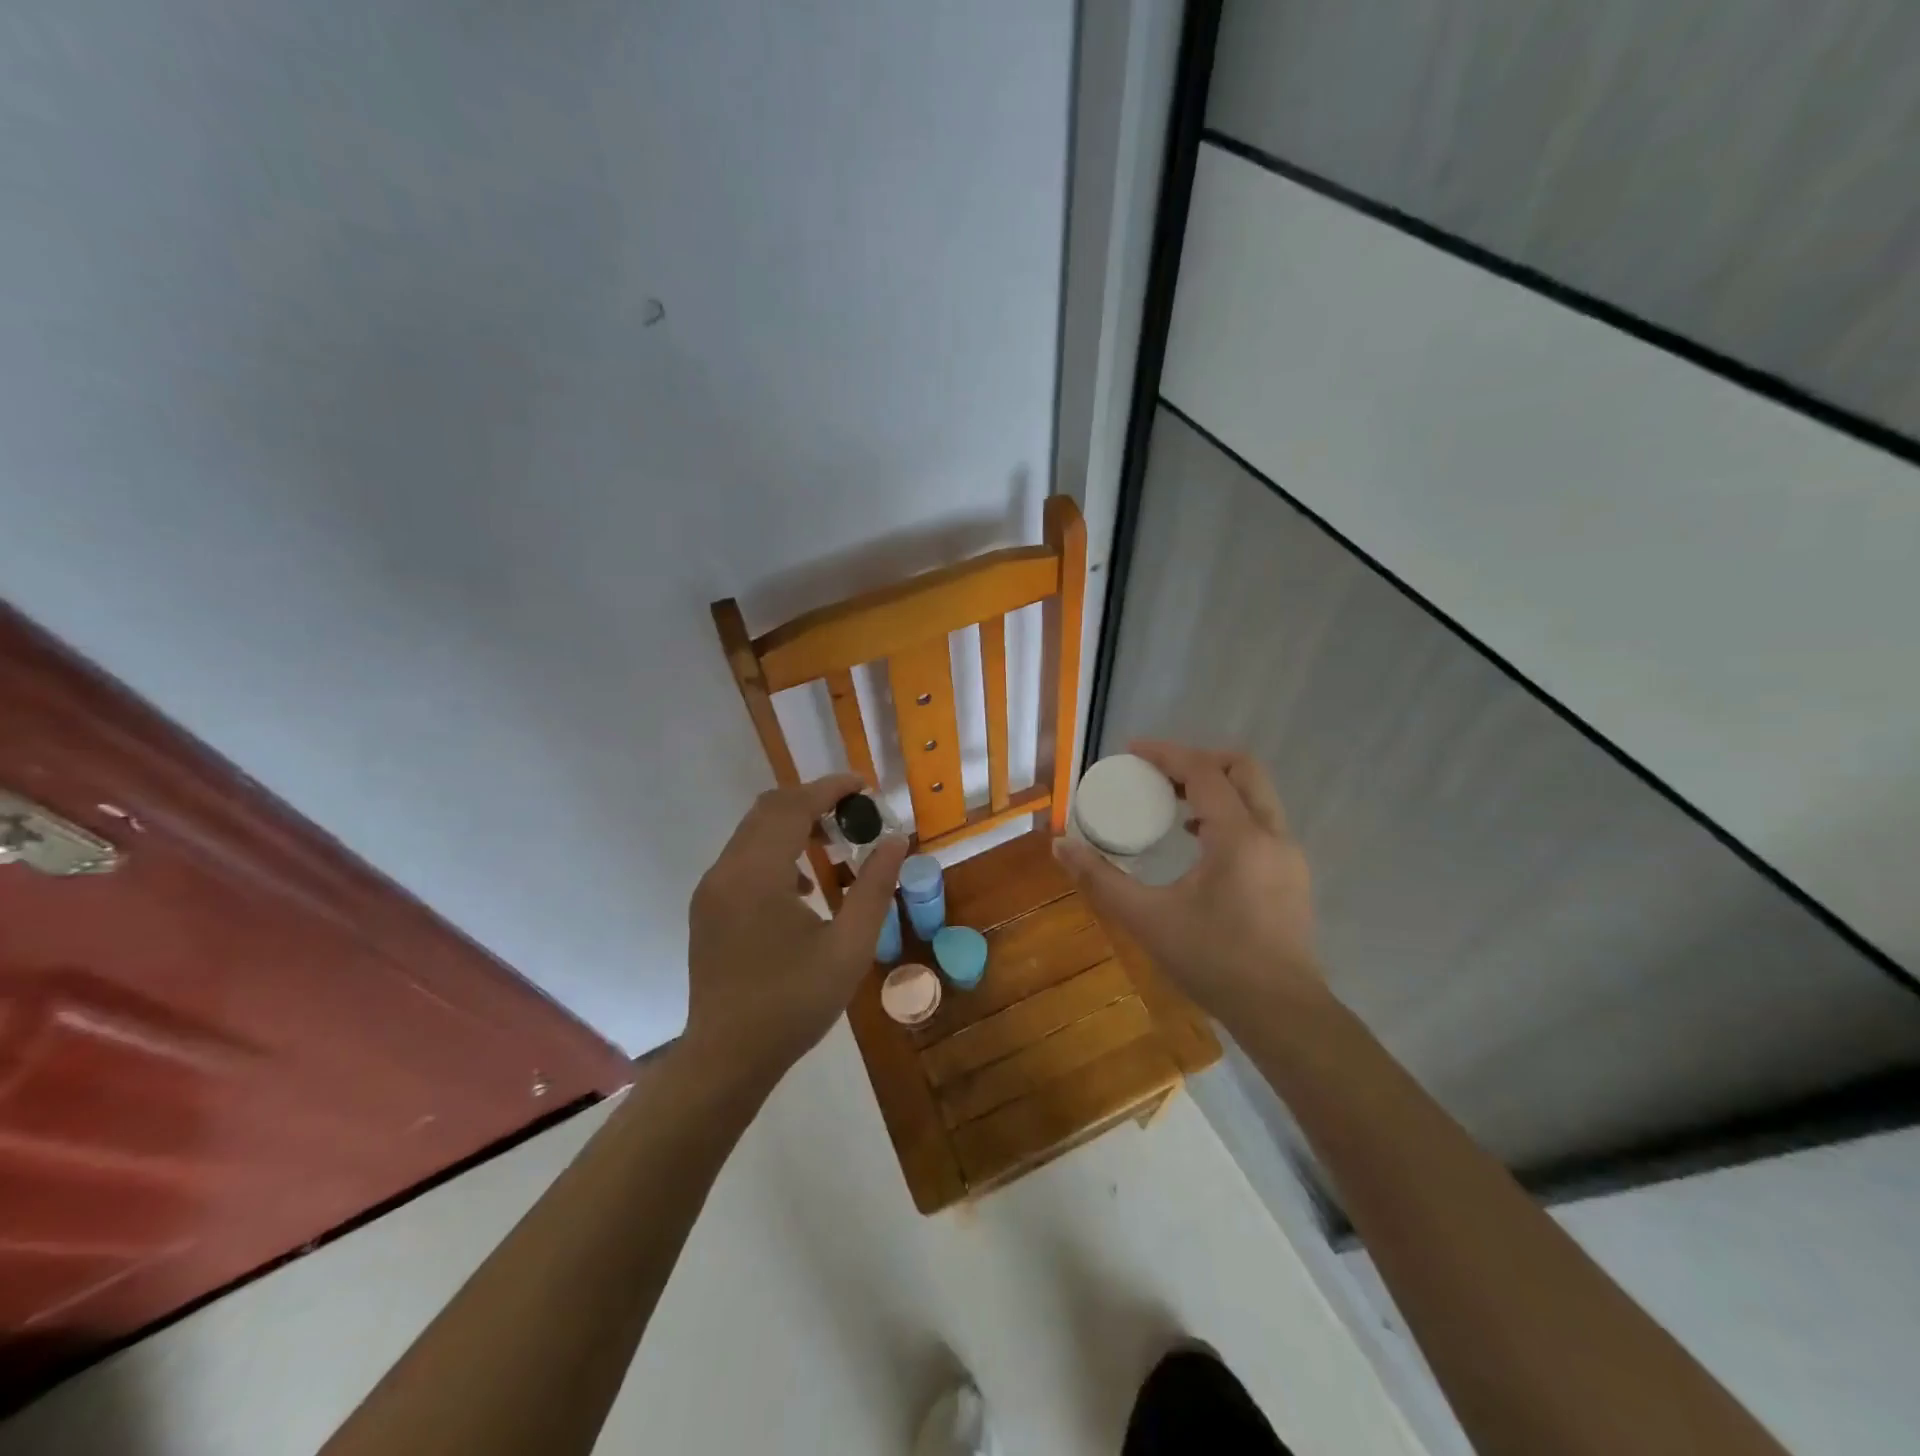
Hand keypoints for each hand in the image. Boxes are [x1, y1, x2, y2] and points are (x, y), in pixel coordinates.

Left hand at [686, 774, 908, 1087]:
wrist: (727, 1058)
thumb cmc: (793, 1004)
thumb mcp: (849, 947)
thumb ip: (875, 887)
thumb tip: (895, 840)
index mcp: (758, 875)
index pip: (793, 806)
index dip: (830, 788)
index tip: (864, 786)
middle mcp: (726, 871)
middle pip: (768, 809)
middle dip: (812, 801)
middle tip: (854, 813)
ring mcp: (711, 889)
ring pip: (752, 831)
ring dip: (792, 824)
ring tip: (833, 844)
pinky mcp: (707, 907)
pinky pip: (742, 857)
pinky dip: (774, 850)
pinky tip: (802, 886)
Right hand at [1053, 741, 1325, 1028]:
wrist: (1281, 1013)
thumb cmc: (1213, 961)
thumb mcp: (1147, 919)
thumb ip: (1100, 879)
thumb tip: (1060, 845)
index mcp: (1239, 837)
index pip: (1203, 772)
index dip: (1166, 754)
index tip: (1131, 751)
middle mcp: (1272, 834)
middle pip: (1242, 769)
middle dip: (1198, 760)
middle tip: (1157, 774)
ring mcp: (1288, 855)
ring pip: (1256, 795)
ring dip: (1215, 786)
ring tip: (1172, 803)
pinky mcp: (1292, 875)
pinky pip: (1261, 821)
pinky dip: (1230, 812)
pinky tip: (1198, 842)